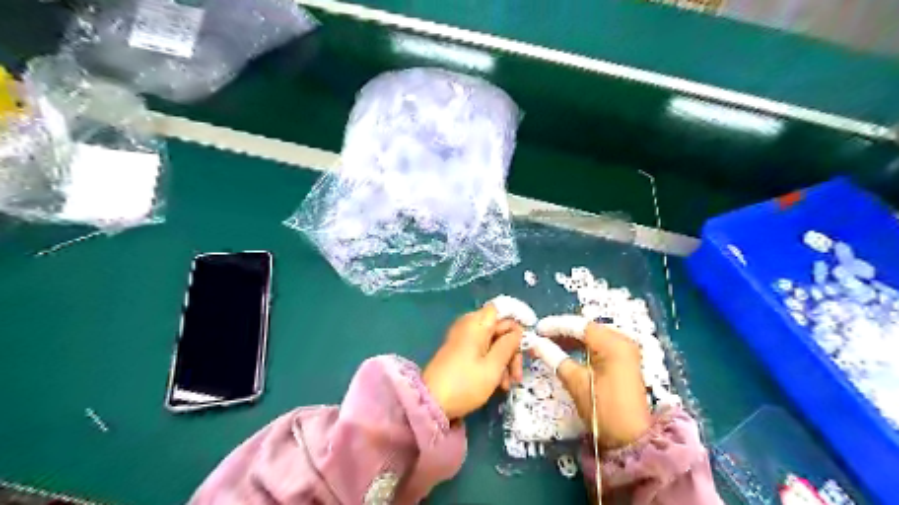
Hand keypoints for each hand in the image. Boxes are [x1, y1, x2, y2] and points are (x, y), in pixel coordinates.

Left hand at [423, 305, 524, 419]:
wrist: (431, 403)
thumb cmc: (465, 384)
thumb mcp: (493, 367)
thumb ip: (508, 346)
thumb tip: (517, 331)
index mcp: (476, 324)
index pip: (500, 311)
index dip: (515, 324)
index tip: (525, 343)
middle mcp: (468, 326)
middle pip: (498, 329)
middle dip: (511, 350)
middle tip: (517, 374)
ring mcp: (463, 340)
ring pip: (492, 342)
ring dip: (503, 361)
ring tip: (508, 385)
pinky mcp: (460, 352)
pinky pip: (481, 351)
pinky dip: (492, 364)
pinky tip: (498, 384)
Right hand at [531, 319, 654, 448]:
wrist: (631, 441)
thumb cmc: (603, 409)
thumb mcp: (576, 382)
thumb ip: (554, 357)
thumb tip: (535, 342)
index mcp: (613, 344)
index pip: (580, 326)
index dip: (556, 325)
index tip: (537, 329)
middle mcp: (622, 341)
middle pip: (587, 329)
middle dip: (563, 331)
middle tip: (541, 336)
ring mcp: (625, 351)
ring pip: (592, 336)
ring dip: (571, 339)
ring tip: (549, 342)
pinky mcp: (624, 361)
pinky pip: (599, 346)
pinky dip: (582, 347)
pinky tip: (566, 350)